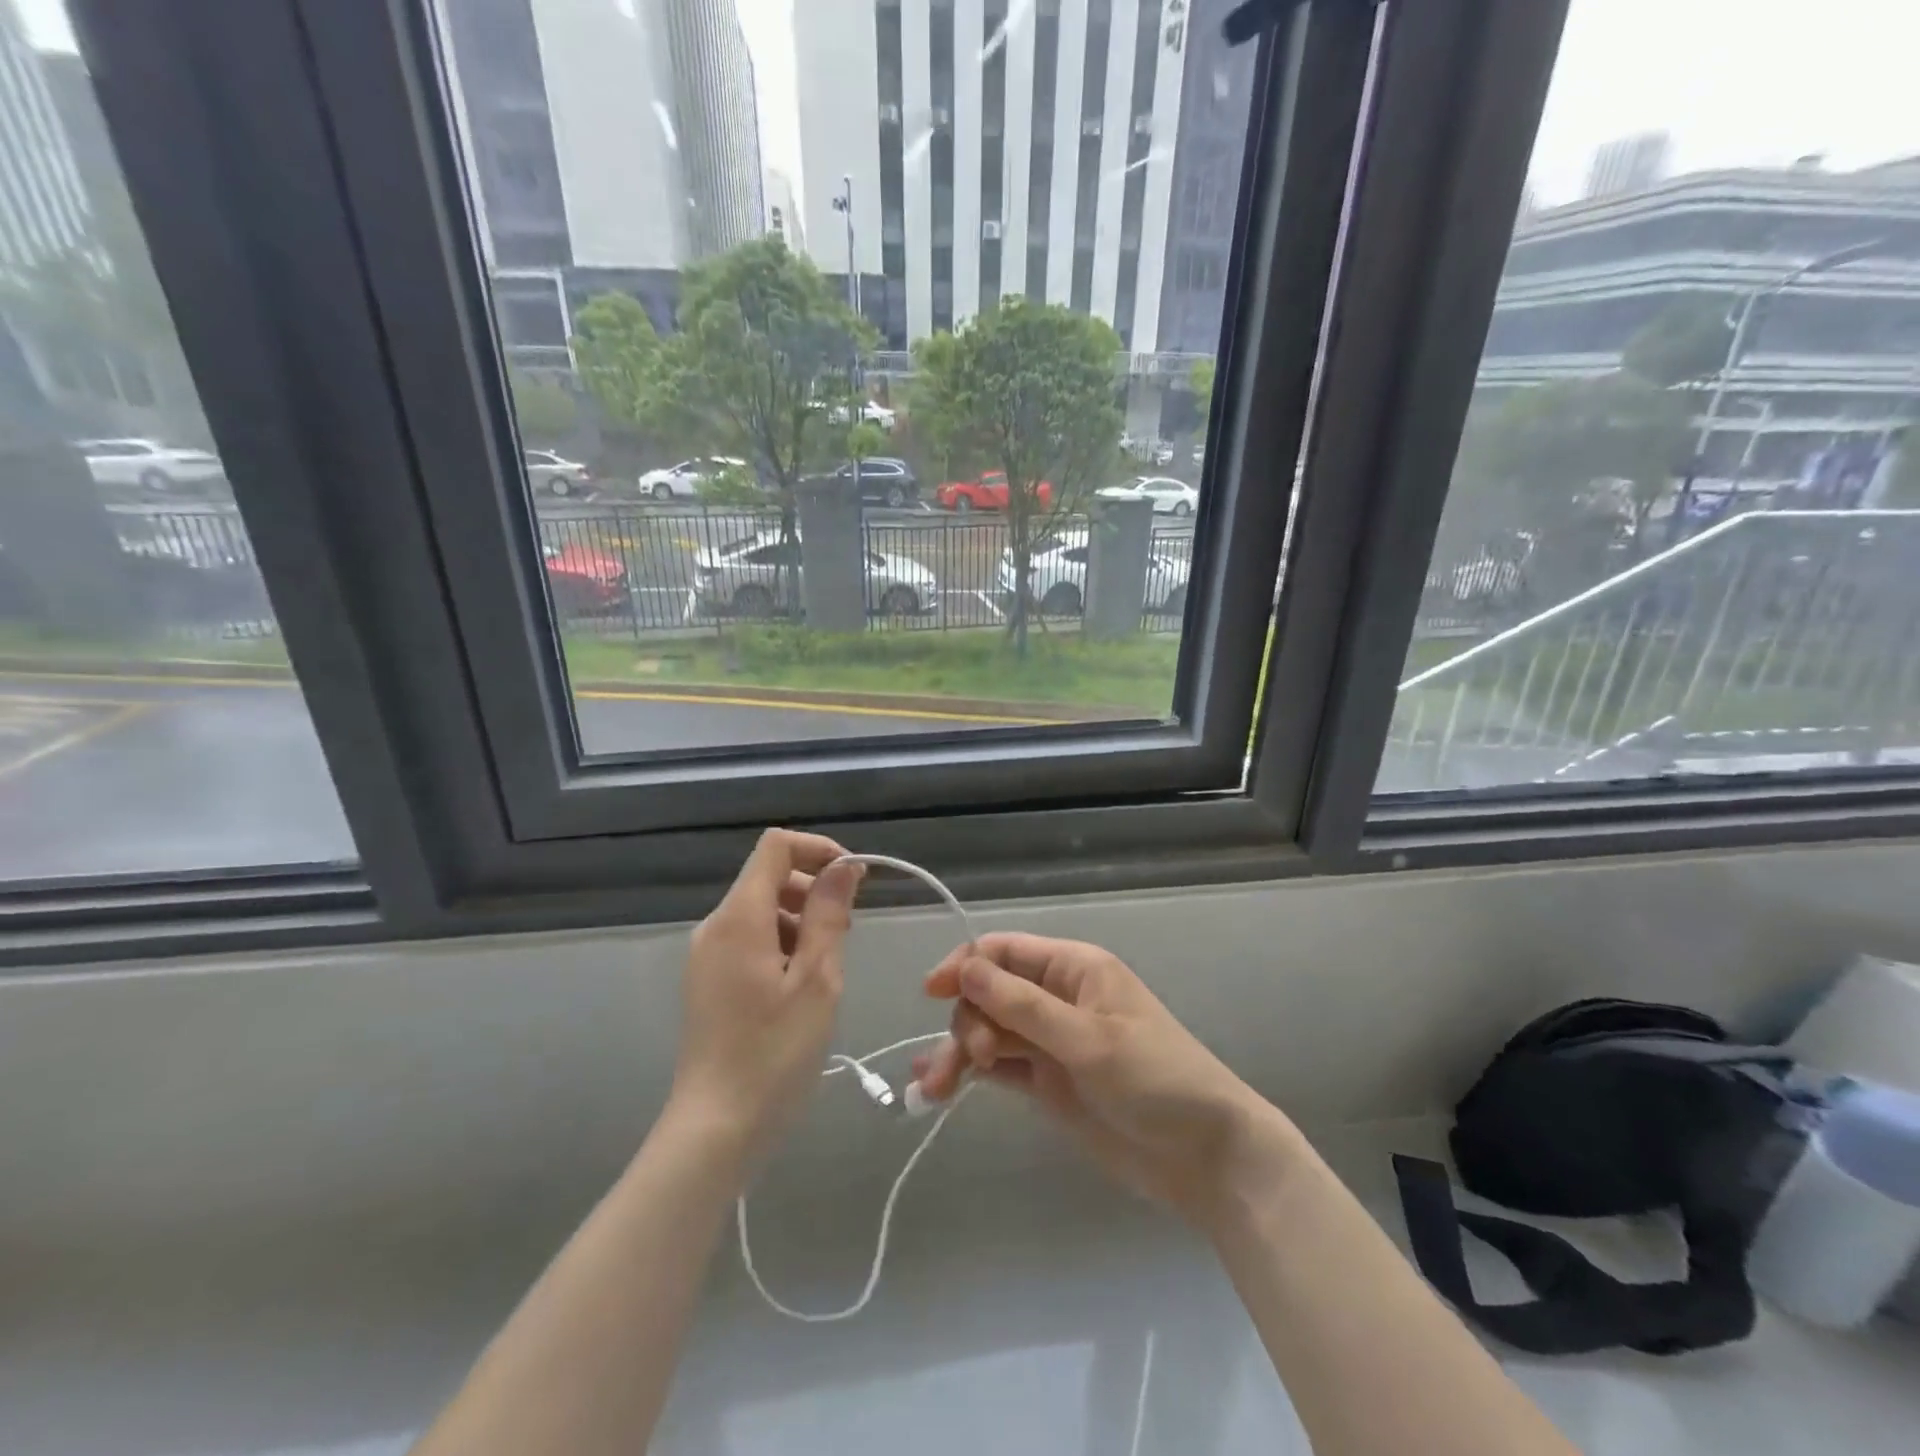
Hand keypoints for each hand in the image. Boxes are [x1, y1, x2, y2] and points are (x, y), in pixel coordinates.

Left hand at [666, 830, 862, 1160]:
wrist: (716, 1129)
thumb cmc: (775, 1053)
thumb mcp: (817, 980)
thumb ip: (830, 914)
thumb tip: (844, 866)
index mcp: (739, 917)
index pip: (776, 846)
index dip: (818, 850)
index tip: (854, 880)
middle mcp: (716, 926)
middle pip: (769, 877)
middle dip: (814, 890)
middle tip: (845, 934)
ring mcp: (707, 954)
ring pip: (762, 910)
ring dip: (801, 921)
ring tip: (825, 970)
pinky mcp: (708, 980)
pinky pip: (750, 939)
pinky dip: (782, 944)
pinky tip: (800, 988)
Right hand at [916, 933, 1304, 1228]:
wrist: (1205, 1156)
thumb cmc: (1155, 1079)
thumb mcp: (1088, 1039)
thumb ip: (1023, 1006)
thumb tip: (966, 968)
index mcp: (1074, 969)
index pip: (1006, 951)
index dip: (966, 965)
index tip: (932, 991)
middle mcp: (1057, 997)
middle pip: (990, 993)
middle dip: (968, 1019)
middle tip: (972, 1059)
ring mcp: (1051, 1041)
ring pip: (989, 1030)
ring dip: (959, 1050)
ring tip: (936, 1088)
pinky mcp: (1047, 1082)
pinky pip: (998, 1066)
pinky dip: (969, 1072)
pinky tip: (937, 1086)